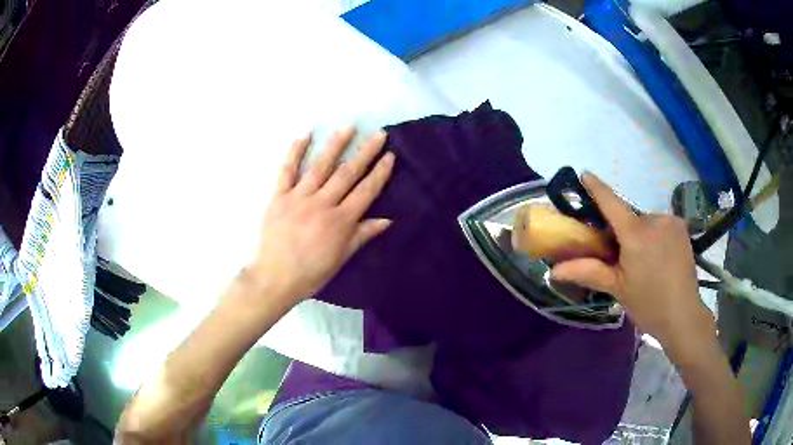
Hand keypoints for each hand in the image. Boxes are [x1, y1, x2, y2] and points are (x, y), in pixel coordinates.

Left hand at [246, 127, 394, 303]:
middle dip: (365, 152)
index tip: (390, 156)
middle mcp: (322, 204)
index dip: (380, 173)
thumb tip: (387, 220)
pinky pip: (287, 170)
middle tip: (379, 134)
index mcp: (340, 222)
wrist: (274, 278)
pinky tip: (305, 135)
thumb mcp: (341, 259)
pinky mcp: (278, 196)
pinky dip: (295, 152)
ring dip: (336, 145)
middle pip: (347, 173)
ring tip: (349, 128)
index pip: (366, 191)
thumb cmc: (311, 273)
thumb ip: (362, 235)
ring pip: (321, 166)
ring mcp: (299, 197)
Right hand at [552, 172, 714, 359]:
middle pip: (629, 217)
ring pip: (645, 222)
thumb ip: (588, 272)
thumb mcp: (617, 289)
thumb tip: (554, 270)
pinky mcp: (681, 227)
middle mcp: (655, 219)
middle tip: (619, 255)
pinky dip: (654, 235)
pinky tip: (658, 257)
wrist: (683, 315)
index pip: (611, 203)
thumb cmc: (648, 304)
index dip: (597, 187)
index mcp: (636, 234)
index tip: (585, 174)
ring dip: (639, 234)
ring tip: (643, 261)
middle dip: (621, 231)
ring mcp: (671, 221)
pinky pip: (660, 225)